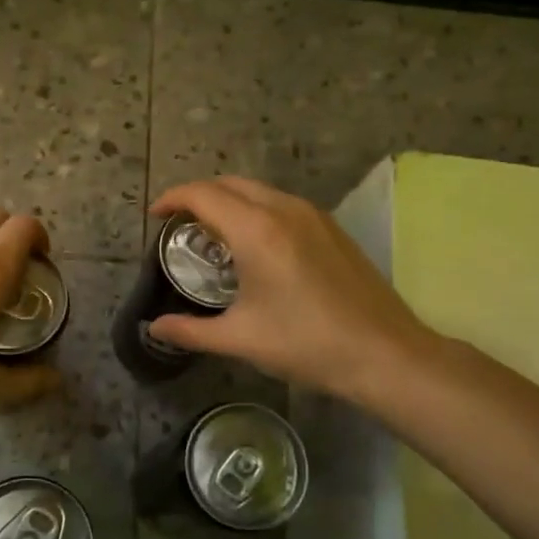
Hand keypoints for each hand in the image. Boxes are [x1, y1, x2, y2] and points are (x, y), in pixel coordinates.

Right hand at [145, 177, 442, 404]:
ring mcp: (314, 216)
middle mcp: (285, 210)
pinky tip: (255, 246)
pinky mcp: (333, 229)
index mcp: (257, 230)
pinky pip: (282, 204)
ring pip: (259, 191)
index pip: (203, 195)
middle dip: (199, 196)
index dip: (173, 199)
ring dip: (230, 201)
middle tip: (180, 225)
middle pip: (231, 184)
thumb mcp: (240, 339)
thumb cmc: (306, 344)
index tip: (154, 216)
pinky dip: (256, 211)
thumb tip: (154, 328)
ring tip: (213, 235)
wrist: (385, 354)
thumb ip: (190, 330)